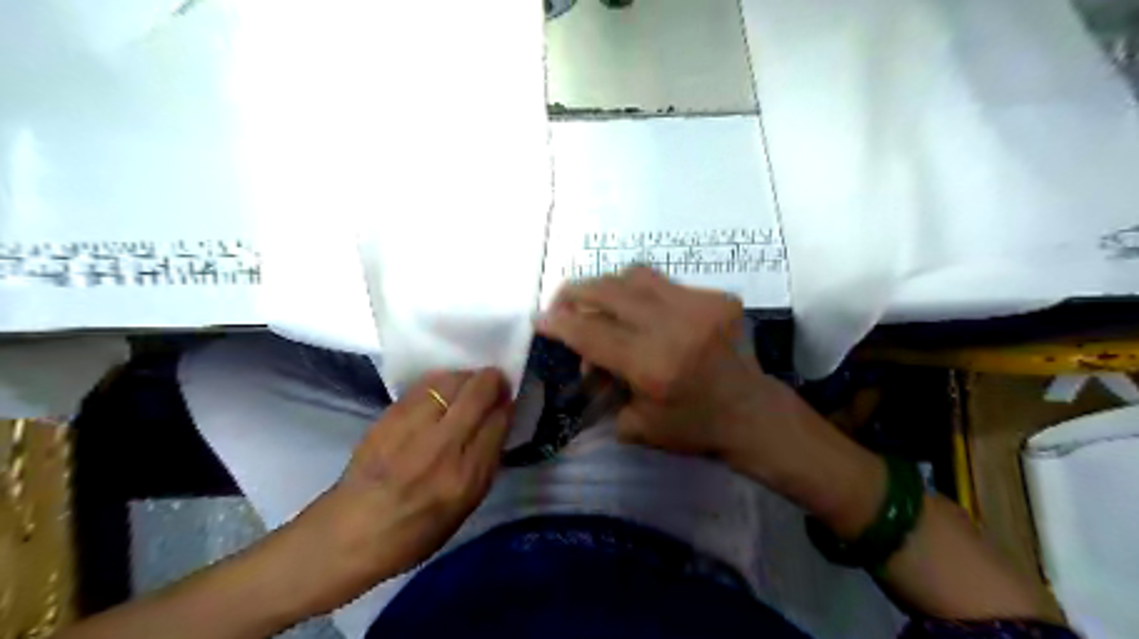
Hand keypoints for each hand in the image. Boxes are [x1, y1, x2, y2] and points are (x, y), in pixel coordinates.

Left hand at [291, 370, 511, 614]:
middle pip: (479, 392)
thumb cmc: (413, 534)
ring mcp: (413, 427)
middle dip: (493, 381)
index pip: (499, 421)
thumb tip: (496, 424)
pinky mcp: (389, 416)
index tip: (507, 402)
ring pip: (452, 381)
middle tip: (495, 383)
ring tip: (468, 385)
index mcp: (465, 477)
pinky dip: (441, 382)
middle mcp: (442, 446)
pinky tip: (443, 389)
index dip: (507, 406)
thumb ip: (485, 464)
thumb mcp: (464, 510)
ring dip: (467, 377)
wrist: (348, 534)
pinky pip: (426, 385)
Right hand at [540, 268, 883, 532]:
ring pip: (636, 275)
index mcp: (652, 365)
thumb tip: (585, 357)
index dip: (560, 323)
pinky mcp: (718, 298)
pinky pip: (666, 285)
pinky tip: (645, 315)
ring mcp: (699, 306)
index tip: (540, 319)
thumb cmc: (694, 428)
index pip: (591, 333)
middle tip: (563, 302)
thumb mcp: (637, 425)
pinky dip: (644, 296)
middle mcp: (673, 326)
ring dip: (609, 287)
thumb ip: (603, 386)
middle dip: (576, 292)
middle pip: (609, 290)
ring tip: (601, 302)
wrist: (753, 414)